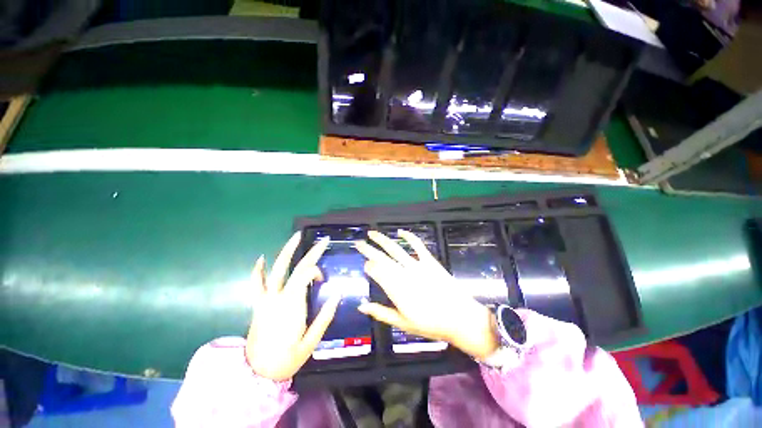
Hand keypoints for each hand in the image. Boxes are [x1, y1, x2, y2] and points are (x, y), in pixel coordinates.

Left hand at [245, 232, 340, 380]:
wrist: (257, 373)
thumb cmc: (287, 358)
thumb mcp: (311, 341)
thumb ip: (325, 316)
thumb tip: (337, 294)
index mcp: (293, 305)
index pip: (306, 275)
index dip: (316, 272)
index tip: (323, 280)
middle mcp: (279, 297)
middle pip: (297, 267)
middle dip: (311, 252)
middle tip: (323, 241)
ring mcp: (266, 299)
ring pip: (276, 269)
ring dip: (287, 251)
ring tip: (296, 237)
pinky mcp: (257, 304)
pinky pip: (256, 284)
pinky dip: (258, 270)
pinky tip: (261, 258)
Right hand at [355, 230, 498, 359]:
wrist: (459, 318)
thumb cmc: (430, 324)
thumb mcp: (402, 323)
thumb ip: (380, 313)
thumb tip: (361, 306)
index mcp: (395, 289)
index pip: (376, 272)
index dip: (368, 267)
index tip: (365, 265)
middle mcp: (403, 274)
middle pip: (382, 258)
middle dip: (368, 250)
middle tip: (358, 243)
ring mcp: (417, 265)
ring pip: (396, 249)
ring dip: (382, 240)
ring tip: (372, 233)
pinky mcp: (429, 261)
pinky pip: (418, 245)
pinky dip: (409, 236)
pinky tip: (400, 231)